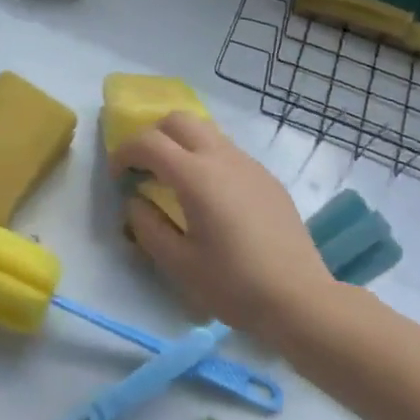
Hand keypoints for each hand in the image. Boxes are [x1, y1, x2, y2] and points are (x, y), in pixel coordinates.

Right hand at [115, 114, 334, 344]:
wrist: (300, 299)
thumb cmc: (234, 285)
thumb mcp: (179, 264)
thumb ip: (148, 227)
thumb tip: (136, 202)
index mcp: (196, 176)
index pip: (149, 142)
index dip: (125, 152)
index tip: (118, 176)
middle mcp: (222, 157)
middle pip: (179, 120)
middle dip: (154, 135)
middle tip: (145, 169)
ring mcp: (249, 164)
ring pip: (206, 131)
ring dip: (182, 144)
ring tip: (176, 181)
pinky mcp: (267, 178)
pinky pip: (228, 152)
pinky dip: (207, 159)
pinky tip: (211, 198)